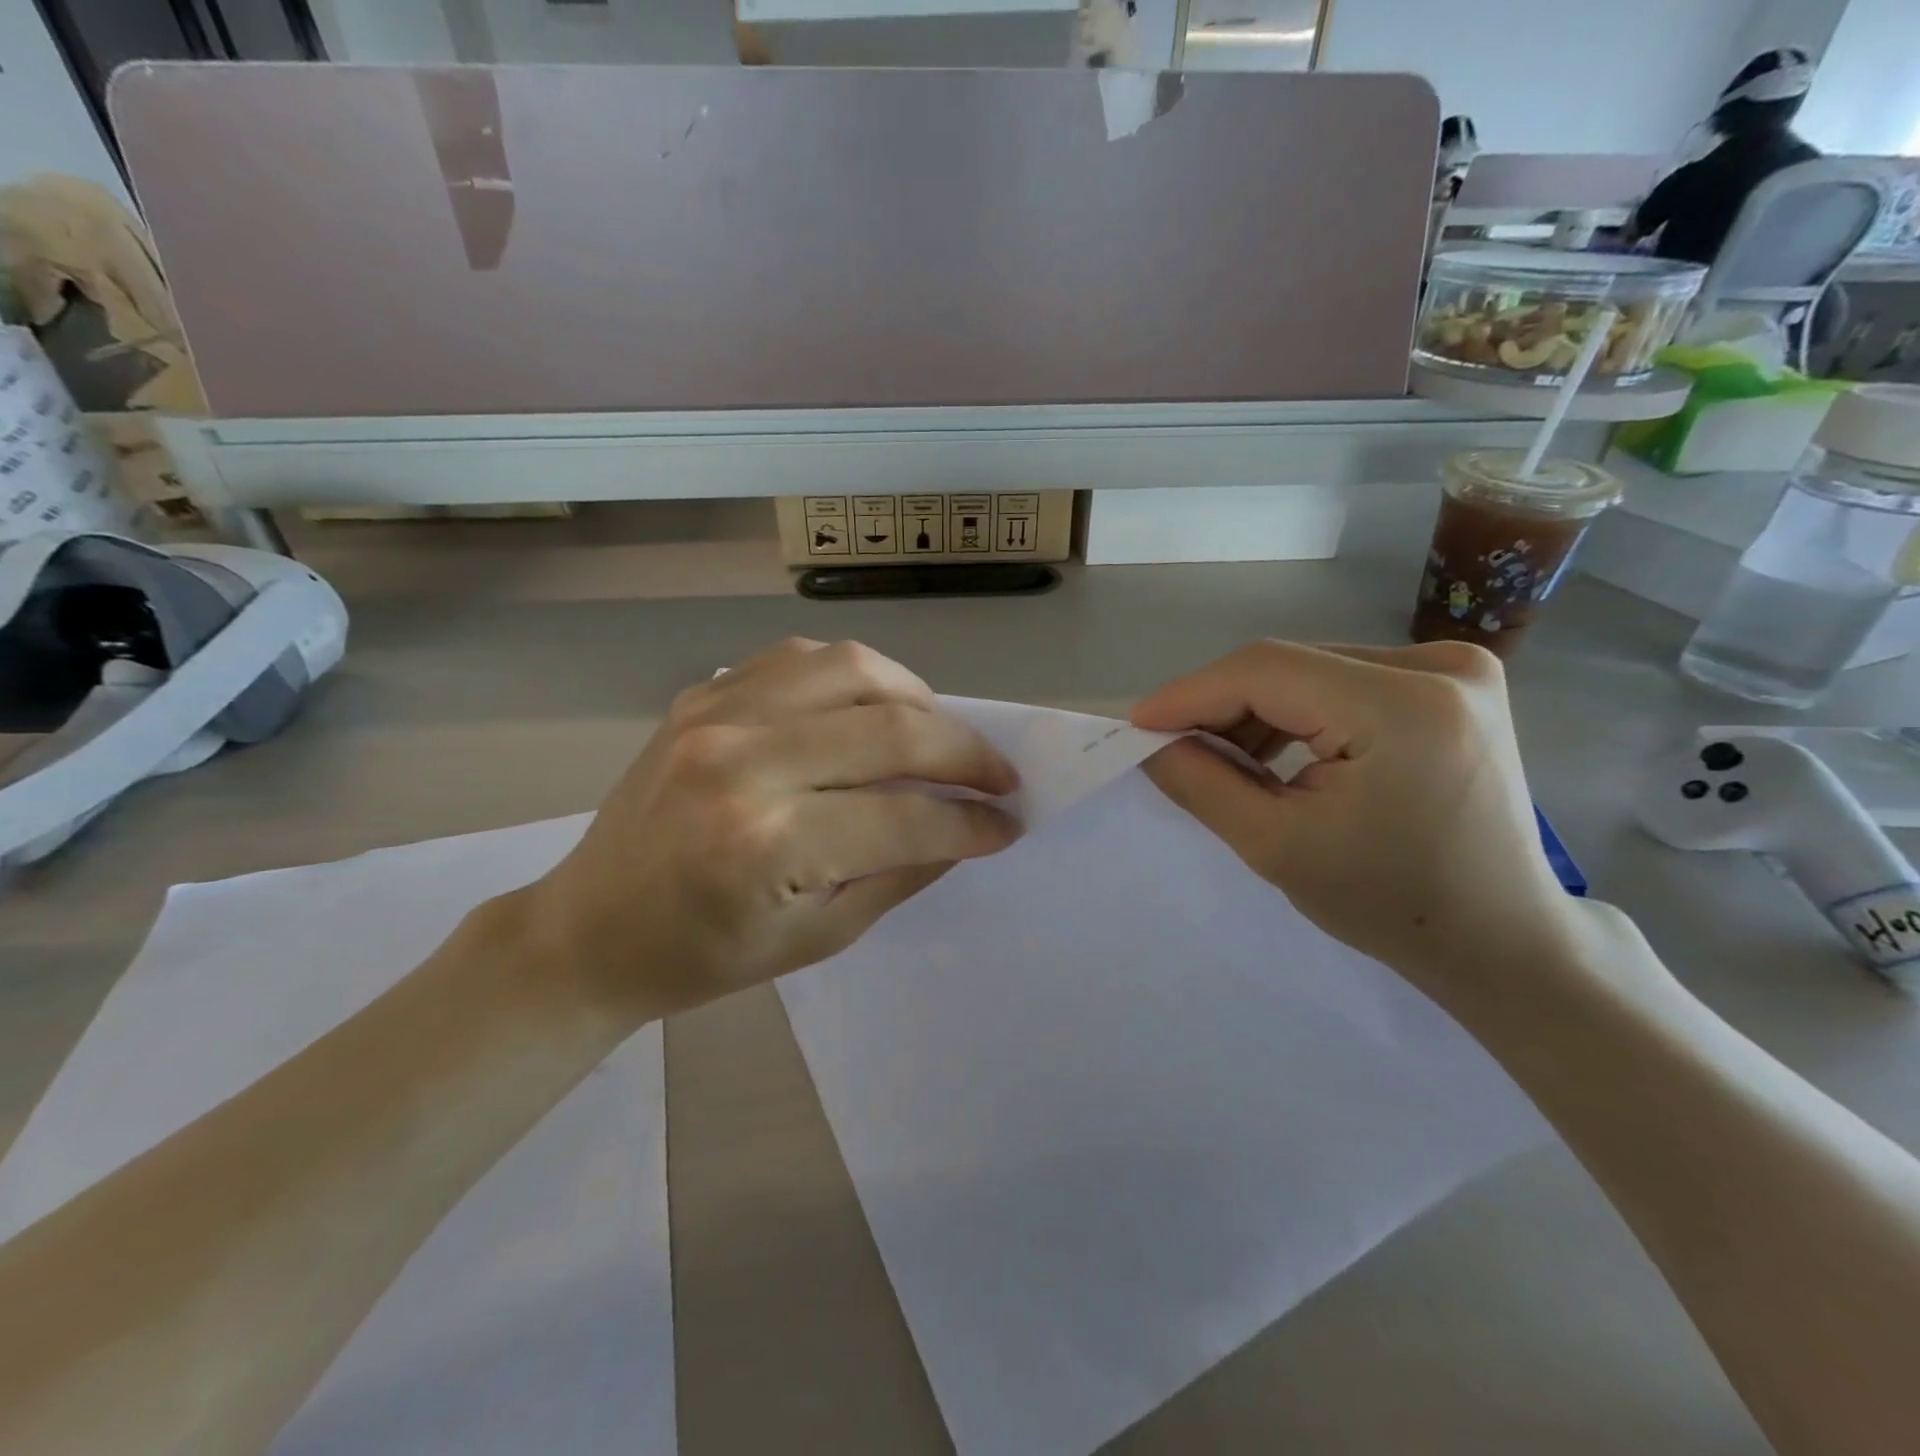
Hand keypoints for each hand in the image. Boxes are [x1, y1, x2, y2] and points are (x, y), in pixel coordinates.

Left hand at [527, 638, 1020, 1015]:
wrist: (589, 928)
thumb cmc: (703, 955)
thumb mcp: (818, 938)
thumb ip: (903, 873)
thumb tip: (972, 827)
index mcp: (768, 845)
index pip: (907, 816)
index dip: (973, 821)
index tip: (1009, 824)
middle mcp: (744, 762)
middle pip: (893, 728)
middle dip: (968, 753)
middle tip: (999, 777)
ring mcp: (717, 714)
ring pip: (854, 667)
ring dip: (918, 698)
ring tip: (938, 735)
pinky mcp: (702, 693)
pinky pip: (802, 656)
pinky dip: (856, 675)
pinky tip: (870, 708)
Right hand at [1133, 639, 1581, 996]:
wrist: (1499, 941)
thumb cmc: (1390, 905)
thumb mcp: (1277, 847)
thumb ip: (1203, 783)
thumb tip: (1151, 741)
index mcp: (1406, 707)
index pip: (1266, 671)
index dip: (1191, 693)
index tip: (1138, 725)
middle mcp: (1440, 667)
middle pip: (1289, 667)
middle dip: (1221, 706)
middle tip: (1173, 748)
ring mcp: (1455, 670)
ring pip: (1311, 672)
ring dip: (1256, 710)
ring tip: (1222, 760)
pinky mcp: (1453, 686)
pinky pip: (1343, 682)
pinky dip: (1297, 713)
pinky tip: (1274, 752)